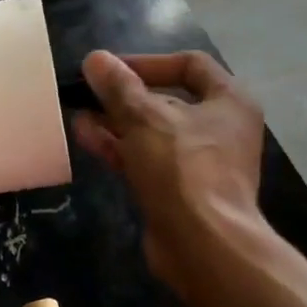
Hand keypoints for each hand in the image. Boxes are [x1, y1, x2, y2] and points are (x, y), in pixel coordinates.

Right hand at [73, 49, 264, 286]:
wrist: (204, 247)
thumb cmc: (183, 169)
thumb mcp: (145, 118)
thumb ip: (118, 86)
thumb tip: (95, 59)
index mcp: (228, 101)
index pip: (189, 64)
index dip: (147, 61)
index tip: (111, 69)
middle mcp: (219, 128)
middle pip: (167, 99)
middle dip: (124, 95)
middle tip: (87, 92)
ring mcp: (200, 162)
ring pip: (152, 132)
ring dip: (115, 121)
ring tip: (78, 113)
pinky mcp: (180, 190)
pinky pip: (147, 159)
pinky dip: (120, 147)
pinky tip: (86, 138)